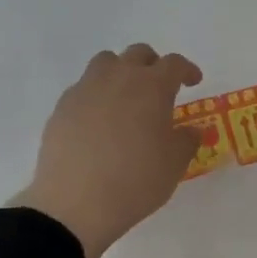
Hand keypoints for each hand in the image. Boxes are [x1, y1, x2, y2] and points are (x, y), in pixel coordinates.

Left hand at [16, 45, 202, 257]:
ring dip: (121, 72)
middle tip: (160, 87)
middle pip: (138, 54)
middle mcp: (119, 78)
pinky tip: (99, 122)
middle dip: (153, 65)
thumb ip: (187, 140)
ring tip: (126, 98)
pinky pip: (83, 88)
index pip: (174, 64)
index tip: (193, 81)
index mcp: (152, 87)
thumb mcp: (175, 164)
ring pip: (106, 63)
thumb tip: (191, 130)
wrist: (75, 203)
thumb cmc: (136, 180)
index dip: (187, 70)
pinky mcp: (62, 107)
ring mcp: (86, 90)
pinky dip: (97, 95)